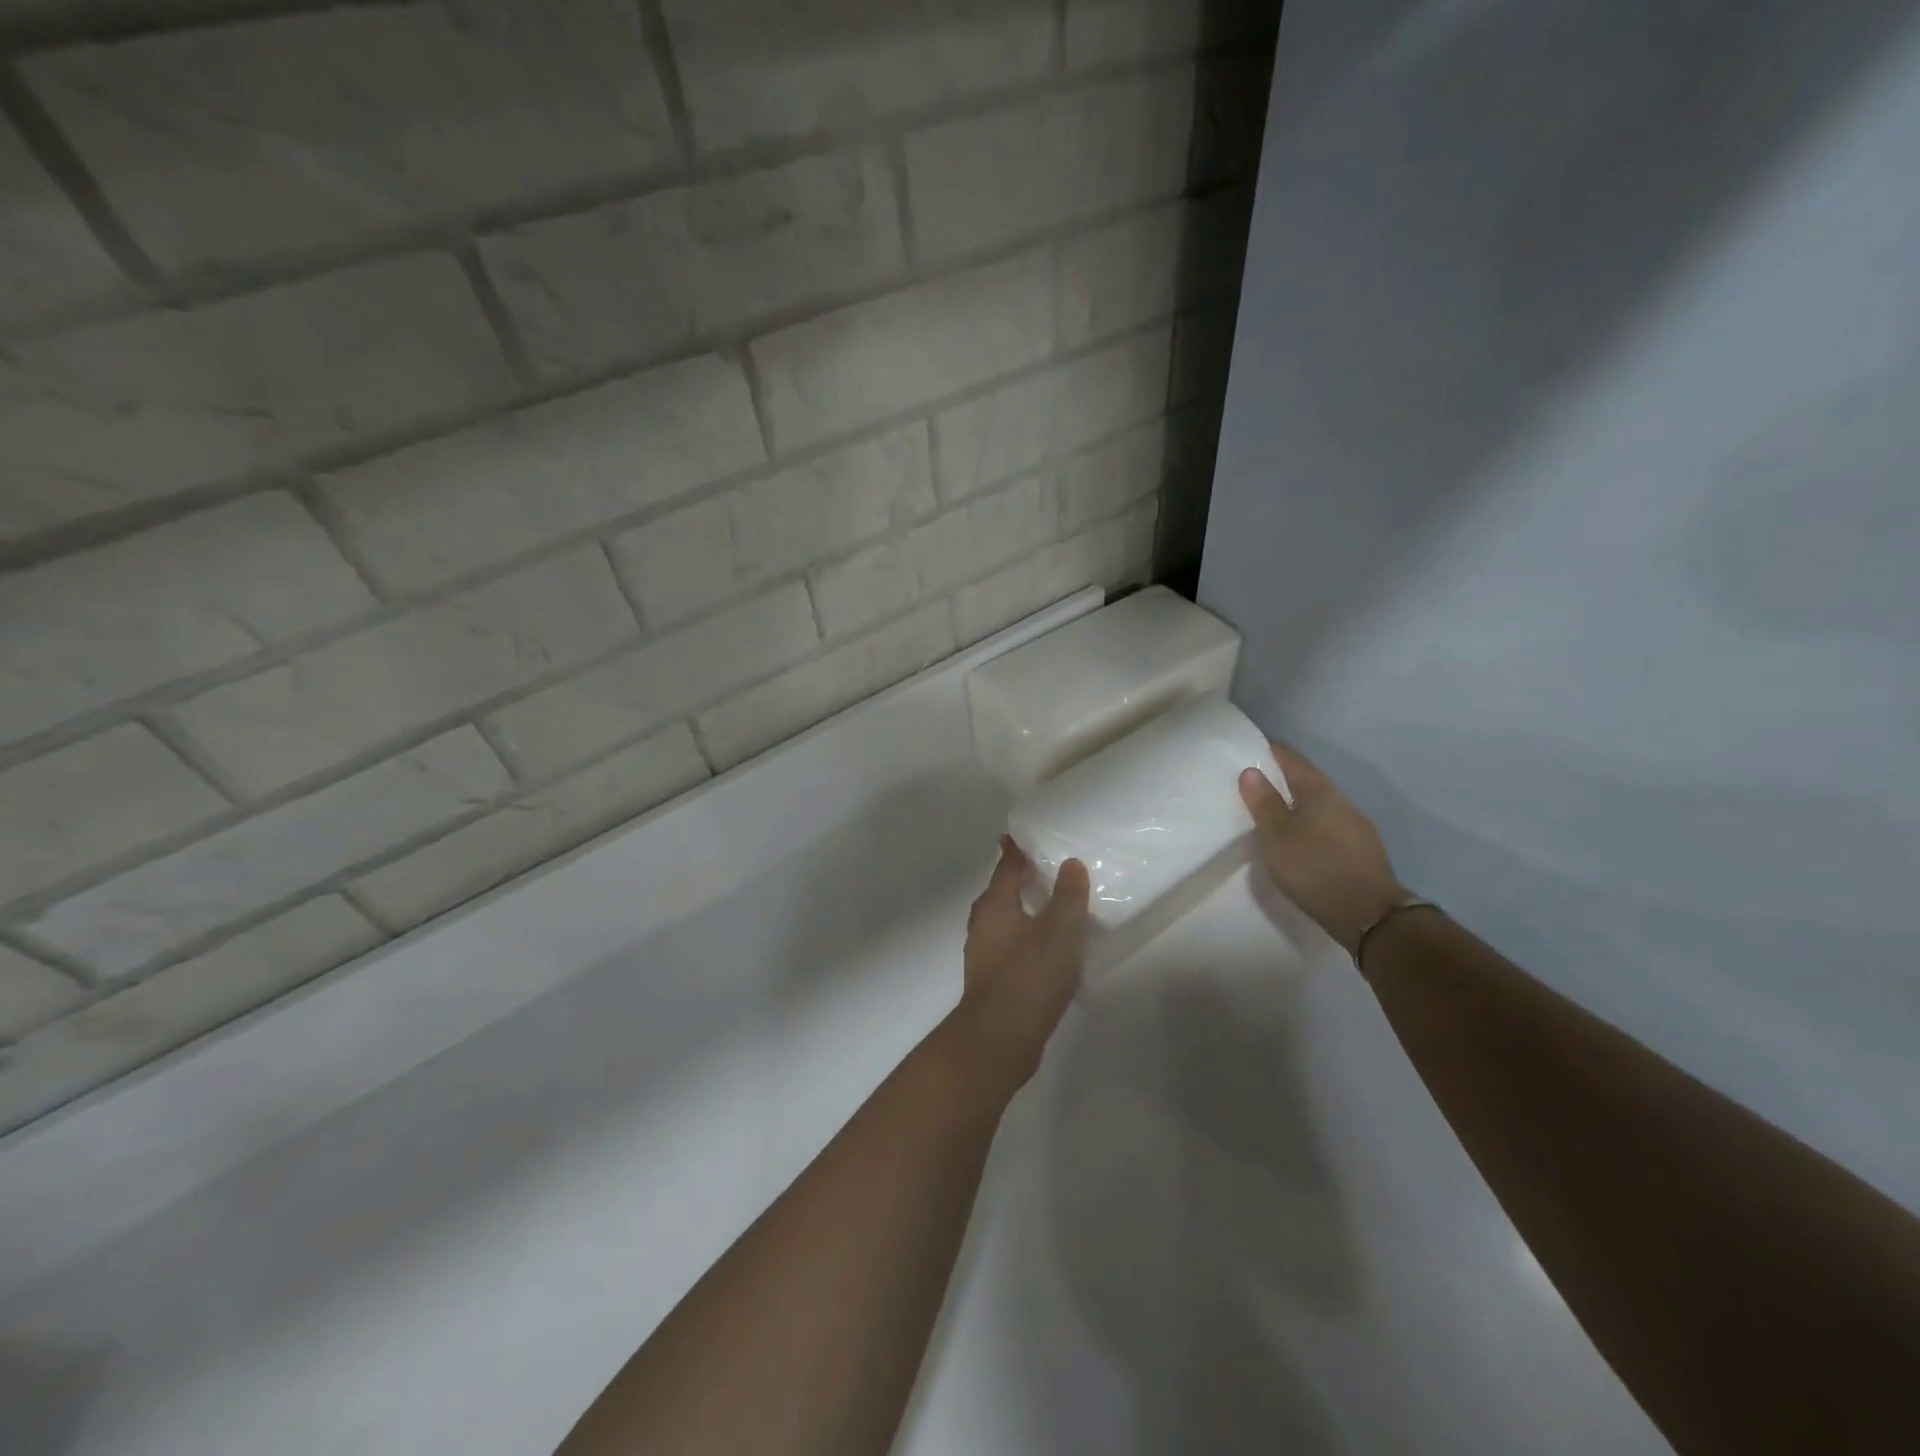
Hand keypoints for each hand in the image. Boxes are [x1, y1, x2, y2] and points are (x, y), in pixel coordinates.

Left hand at [944, 837, 1089, 1095]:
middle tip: (1042, 869)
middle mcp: (983, 925)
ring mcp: (984, 955)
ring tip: (1049, 908)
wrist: (999, 1039)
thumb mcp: (1059, 930)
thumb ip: (1067, 895)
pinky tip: (1046, 950)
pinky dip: (1026, 939)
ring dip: (1023, 911)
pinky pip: (1010, 947)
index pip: (1005, 867)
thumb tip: (1070, 863)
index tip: (1018, 835)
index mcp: (995, 906)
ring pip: (1004, 922)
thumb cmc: (1029, 975)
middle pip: (1001, 893)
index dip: (1014, 850)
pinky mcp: (992, 981)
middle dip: (1017, 880)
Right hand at [1239, 743, 1404, 957]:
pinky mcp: (1363, 849)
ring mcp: (1357, 825)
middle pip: (1309, 780)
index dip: (1272, 751)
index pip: (1292, 759)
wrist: (1369, 913)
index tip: (1253, 747)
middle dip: (1285, 779)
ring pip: (1322, 804)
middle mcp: (1342, 800)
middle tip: (1258, 782)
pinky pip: (1331, 825)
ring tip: (1277, 813)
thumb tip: (1251, 770)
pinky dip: (1313, 824)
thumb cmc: (1314, 867)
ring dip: (1300, 804)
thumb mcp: (1277, 836)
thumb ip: (1264, 803)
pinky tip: (1304, 839)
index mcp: (1319, 791)